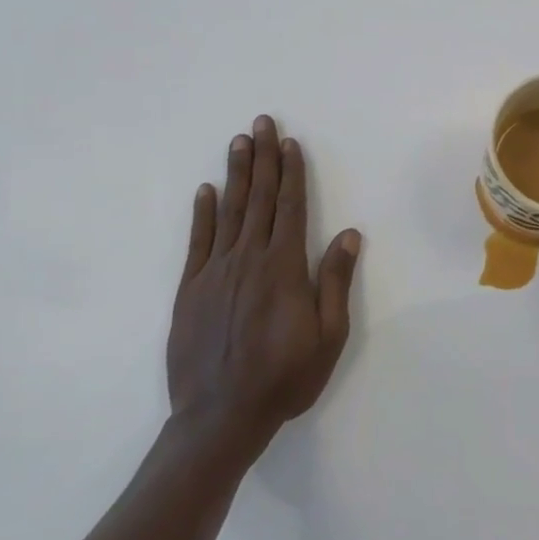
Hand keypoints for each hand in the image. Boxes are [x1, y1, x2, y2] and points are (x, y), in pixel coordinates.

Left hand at [168, 115, 360, 453]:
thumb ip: (335, 281)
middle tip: (262, 122)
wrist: (220, 417)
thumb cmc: (284, 378)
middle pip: (258, 198)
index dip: (292, 173)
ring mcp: (215, 272)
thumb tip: (348, 234)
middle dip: (263, 158)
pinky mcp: (190, 289)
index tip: (291, 143)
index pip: (289, 207)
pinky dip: (202, 213)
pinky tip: (206, 190)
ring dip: (236, 174)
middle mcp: (248, 259)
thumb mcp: (328, 335)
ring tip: (239, 142)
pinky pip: (197, 241)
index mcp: (284, 268)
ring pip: (228, 211)